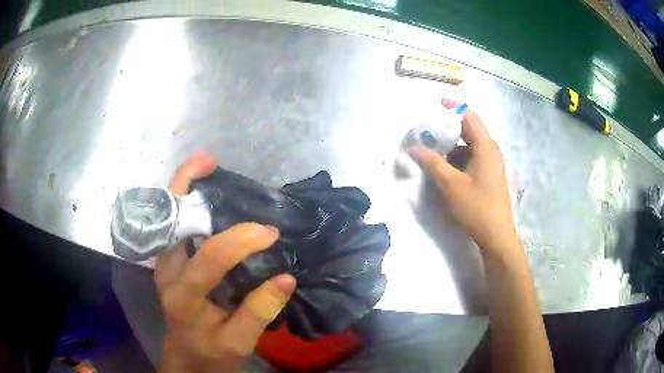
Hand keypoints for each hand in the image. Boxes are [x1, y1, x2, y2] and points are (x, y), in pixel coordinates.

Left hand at [154, 152, 296, 372]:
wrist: (187, 354)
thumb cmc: (211, 351)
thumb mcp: (239, 342)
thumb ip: (258, 313)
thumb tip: (286, 278)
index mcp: (182, 296)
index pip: (208, 259)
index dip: (240, 241)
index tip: (270, 234)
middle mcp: (166, 272)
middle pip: (169, 221)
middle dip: (185, 186)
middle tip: (210, 162)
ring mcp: (163, 263)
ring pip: (168, 216)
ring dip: (184, 187)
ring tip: (207, 165)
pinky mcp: (168, 260)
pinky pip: (174, 223)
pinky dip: (186, 201)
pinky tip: (204, 190)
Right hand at [410, 104, 520, 259]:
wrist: (496, 236)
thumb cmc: (476, 208)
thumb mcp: (451, 185)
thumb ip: (433, 163)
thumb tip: (415, 147)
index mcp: (486, 147)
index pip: (469, 117)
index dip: (453, 107)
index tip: (437, 103)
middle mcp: (491, 151)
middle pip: (469, 131)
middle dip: (448, 131)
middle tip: (428, 134)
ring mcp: (491, 165)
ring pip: (469, 147)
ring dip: (451, 148)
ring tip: (433, 155)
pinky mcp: (489, 176)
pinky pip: (472, 160)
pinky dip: (458, 160)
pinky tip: (445, 171)